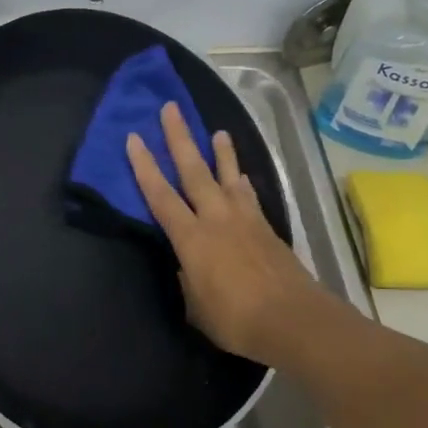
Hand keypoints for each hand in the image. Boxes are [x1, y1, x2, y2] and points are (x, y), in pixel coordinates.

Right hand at [126, 102, 328, 367]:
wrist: (293, 319)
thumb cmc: (236, 319)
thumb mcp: (196, 307)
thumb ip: (188, 281)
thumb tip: (188, 266)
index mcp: (192, 239)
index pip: (160, 196)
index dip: (144, 167)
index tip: (133, 139)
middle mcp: (216, 219)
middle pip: (194, 171)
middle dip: (179, 138)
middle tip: (171, 108)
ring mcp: (245, 220)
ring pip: (228, 177)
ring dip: (221, 153)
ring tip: (217, 131)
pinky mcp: (266, 228)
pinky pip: (249, 196)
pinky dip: (242, 183)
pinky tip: (241, 177)